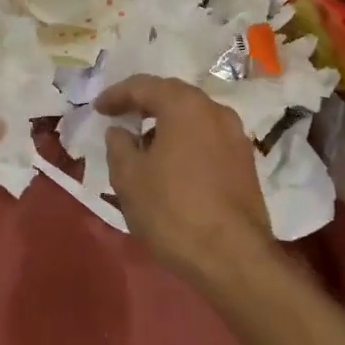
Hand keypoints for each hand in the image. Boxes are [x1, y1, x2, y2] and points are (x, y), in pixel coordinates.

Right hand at [96, 76, 276, 294]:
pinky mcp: (246, 163)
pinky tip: (171, 164)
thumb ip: (119, 145)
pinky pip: (207, 139)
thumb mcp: (129, 177)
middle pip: (173, 96)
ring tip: (143, 144)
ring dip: (166, 124)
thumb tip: (121, 132)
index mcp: (185, 106)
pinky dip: (186, 142)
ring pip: (193, 118)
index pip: (144, 86)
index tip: (98, 108)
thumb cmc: (172, 210)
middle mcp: (215, 111)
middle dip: (144, 104)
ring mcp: (236, 137)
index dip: (117, 95)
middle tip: (121, 116)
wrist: (233, 258)